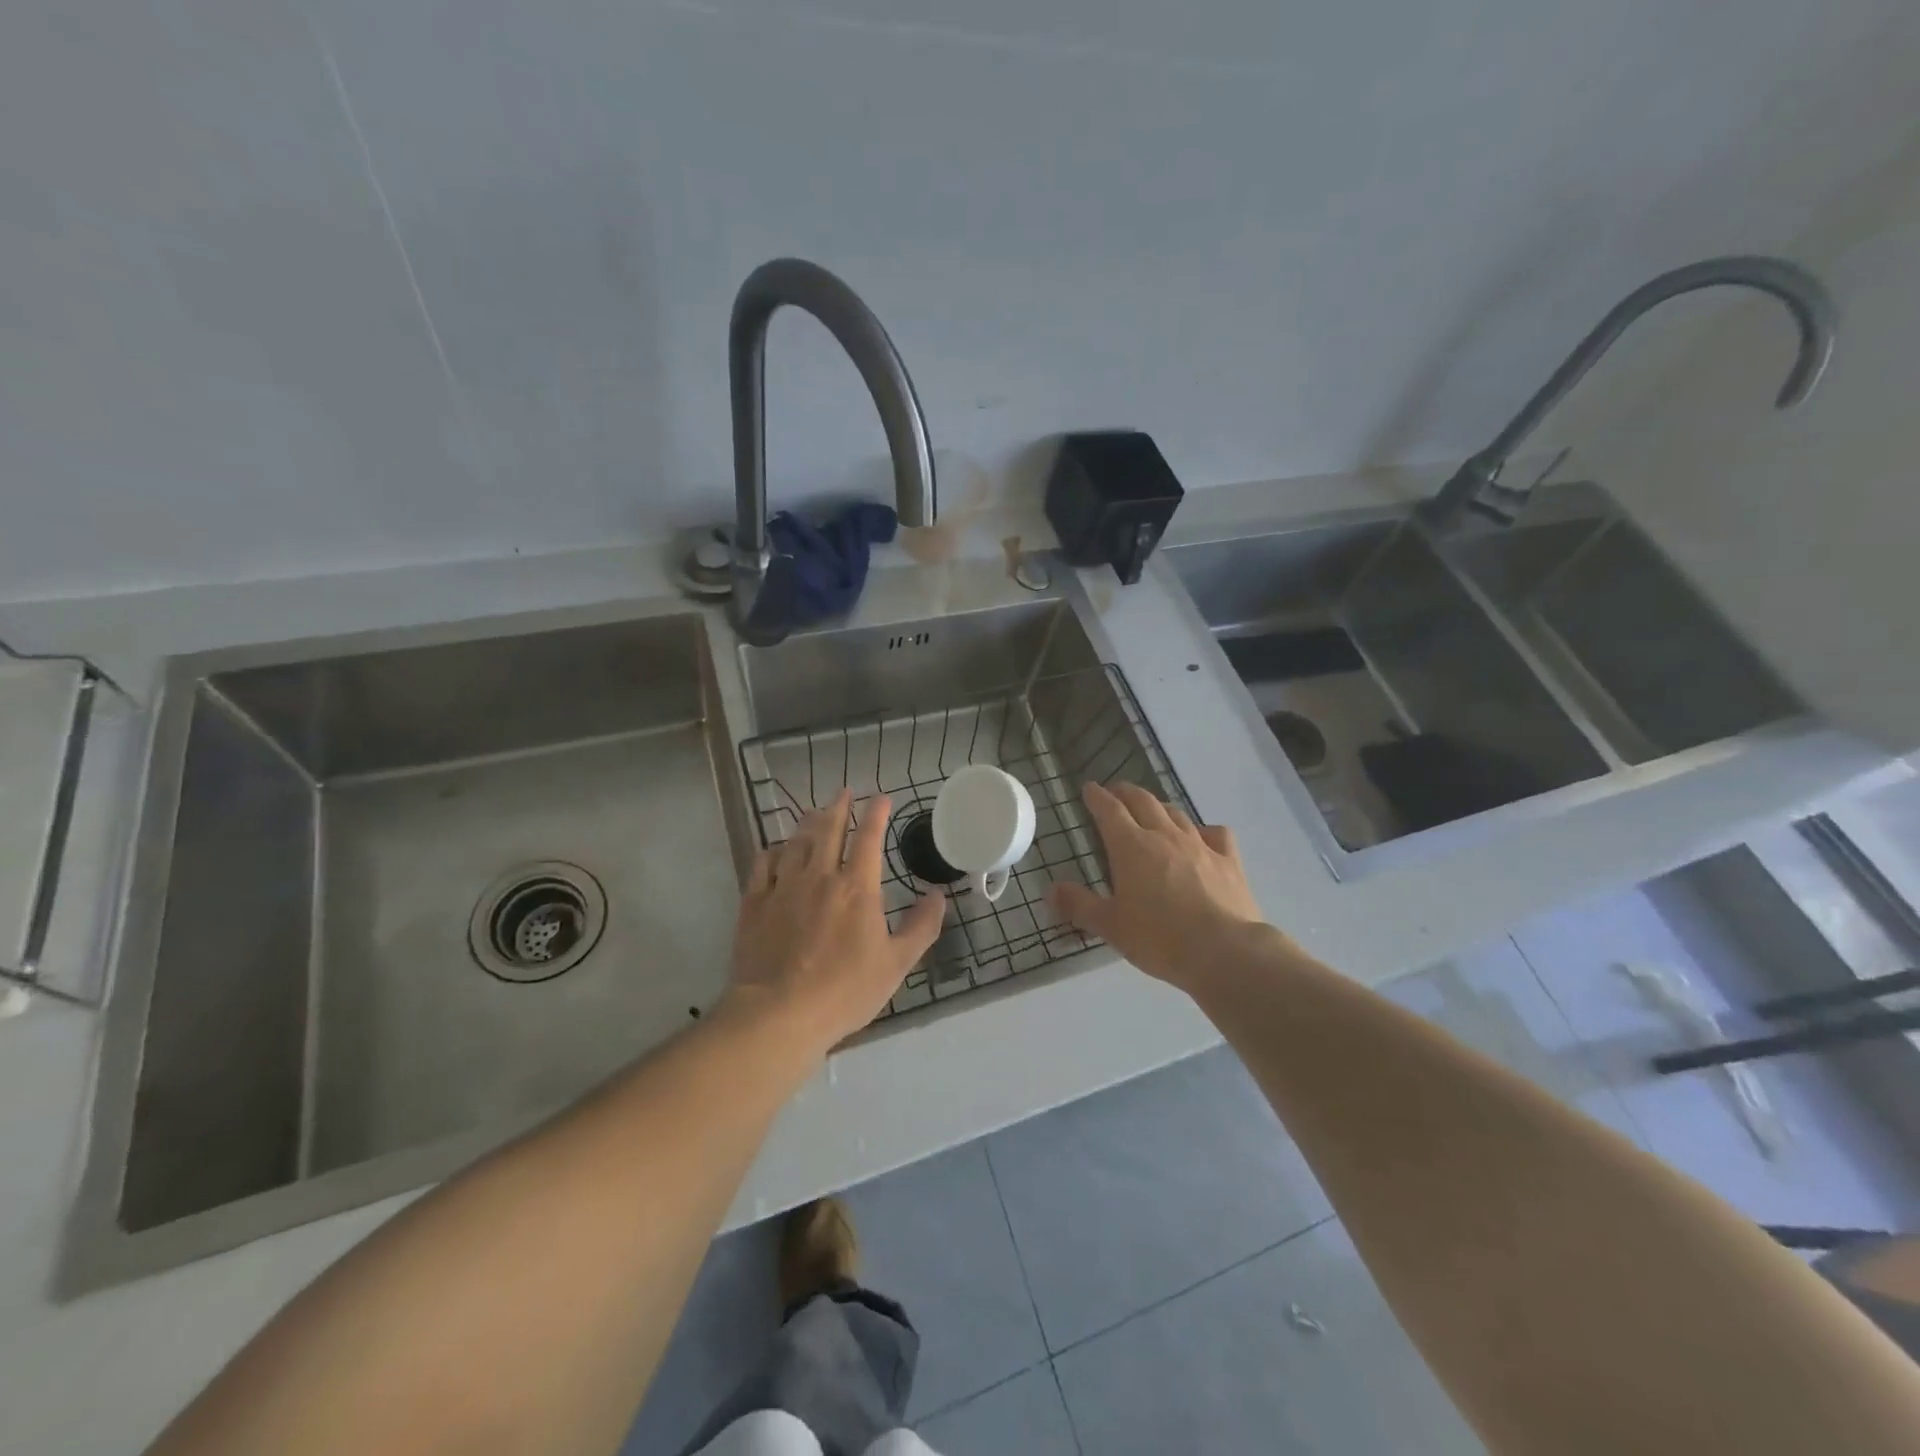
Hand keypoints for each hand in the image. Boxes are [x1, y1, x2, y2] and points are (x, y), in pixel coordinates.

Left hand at [725, 789, 944, 1053]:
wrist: (779, 1013)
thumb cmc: (845, 990)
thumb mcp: (897, 964)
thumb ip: (922, 926)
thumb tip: (939, 895)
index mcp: (857, 887)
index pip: (868, 838)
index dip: (876, 813)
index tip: (881, 797)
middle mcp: (819, 876)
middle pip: (828, 829)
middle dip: (838, 806)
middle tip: (843, 791)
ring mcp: (783, 887)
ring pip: (796, 842)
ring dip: (807, 823)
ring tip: (812, 812)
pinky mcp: (755, 904)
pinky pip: (762, 865)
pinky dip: (772, 852)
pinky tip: (775, 850)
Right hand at [1048, 782, 1269, 992]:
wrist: (1224, 951)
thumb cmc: (1159, 938)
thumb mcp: (1110, 926)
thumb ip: (1079, 905)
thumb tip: (1050, 891)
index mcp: (1131, 847)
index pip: (1109, 810)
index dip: (1097, 797)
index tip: (1089, 789)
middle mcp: (1164, 836)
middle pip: (1143, 801)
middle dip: (1126, 792)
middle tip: (1116, 792)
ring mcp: (1200, 845)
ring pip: (1176, 813)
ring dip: (1160, 806)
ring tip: (1152, 809)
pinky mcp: (1228, 860)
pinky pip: (1215, 833)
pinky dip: (1203, 830)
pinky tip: (1202, 836)